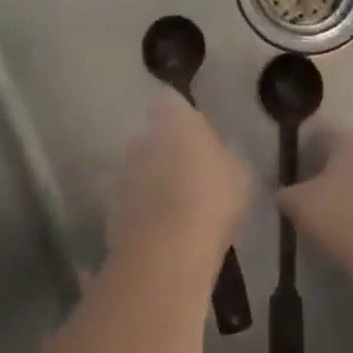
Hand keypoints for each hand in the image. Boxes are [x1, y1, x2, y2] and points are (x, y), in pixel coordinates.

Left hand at [108, 88, 250, 275]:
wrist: (167, 253)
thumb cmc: (211, 198)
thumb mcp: (240, 174)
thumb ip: (227, 156)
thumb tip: (222, 156)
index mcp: (173, 115)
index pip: (171, 100)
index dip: (184, 116)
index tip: (199, 135)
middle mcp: (141, 134)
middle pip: (153, 134)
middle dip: (167, 150)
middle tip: (191, 174)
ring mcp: (123, 172)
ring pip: (140, 169)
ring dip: (153, 182)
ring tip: (178, 210)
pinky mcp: (111, 209)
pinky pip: (132, 203)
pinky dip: (144, 213)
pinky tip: (164, 235)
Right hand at [278, 130, 352, 297]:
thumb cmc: (344, 220)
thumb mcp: (299, 206)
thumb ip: (285, 194)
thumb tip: (281, 193)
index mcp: (351, 142)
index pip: (324, 140)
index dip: (308, 159)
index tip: (298, 182)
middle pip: (351, 162)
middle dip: (336, 181)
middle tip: (318, 207)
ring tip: (342, 232)